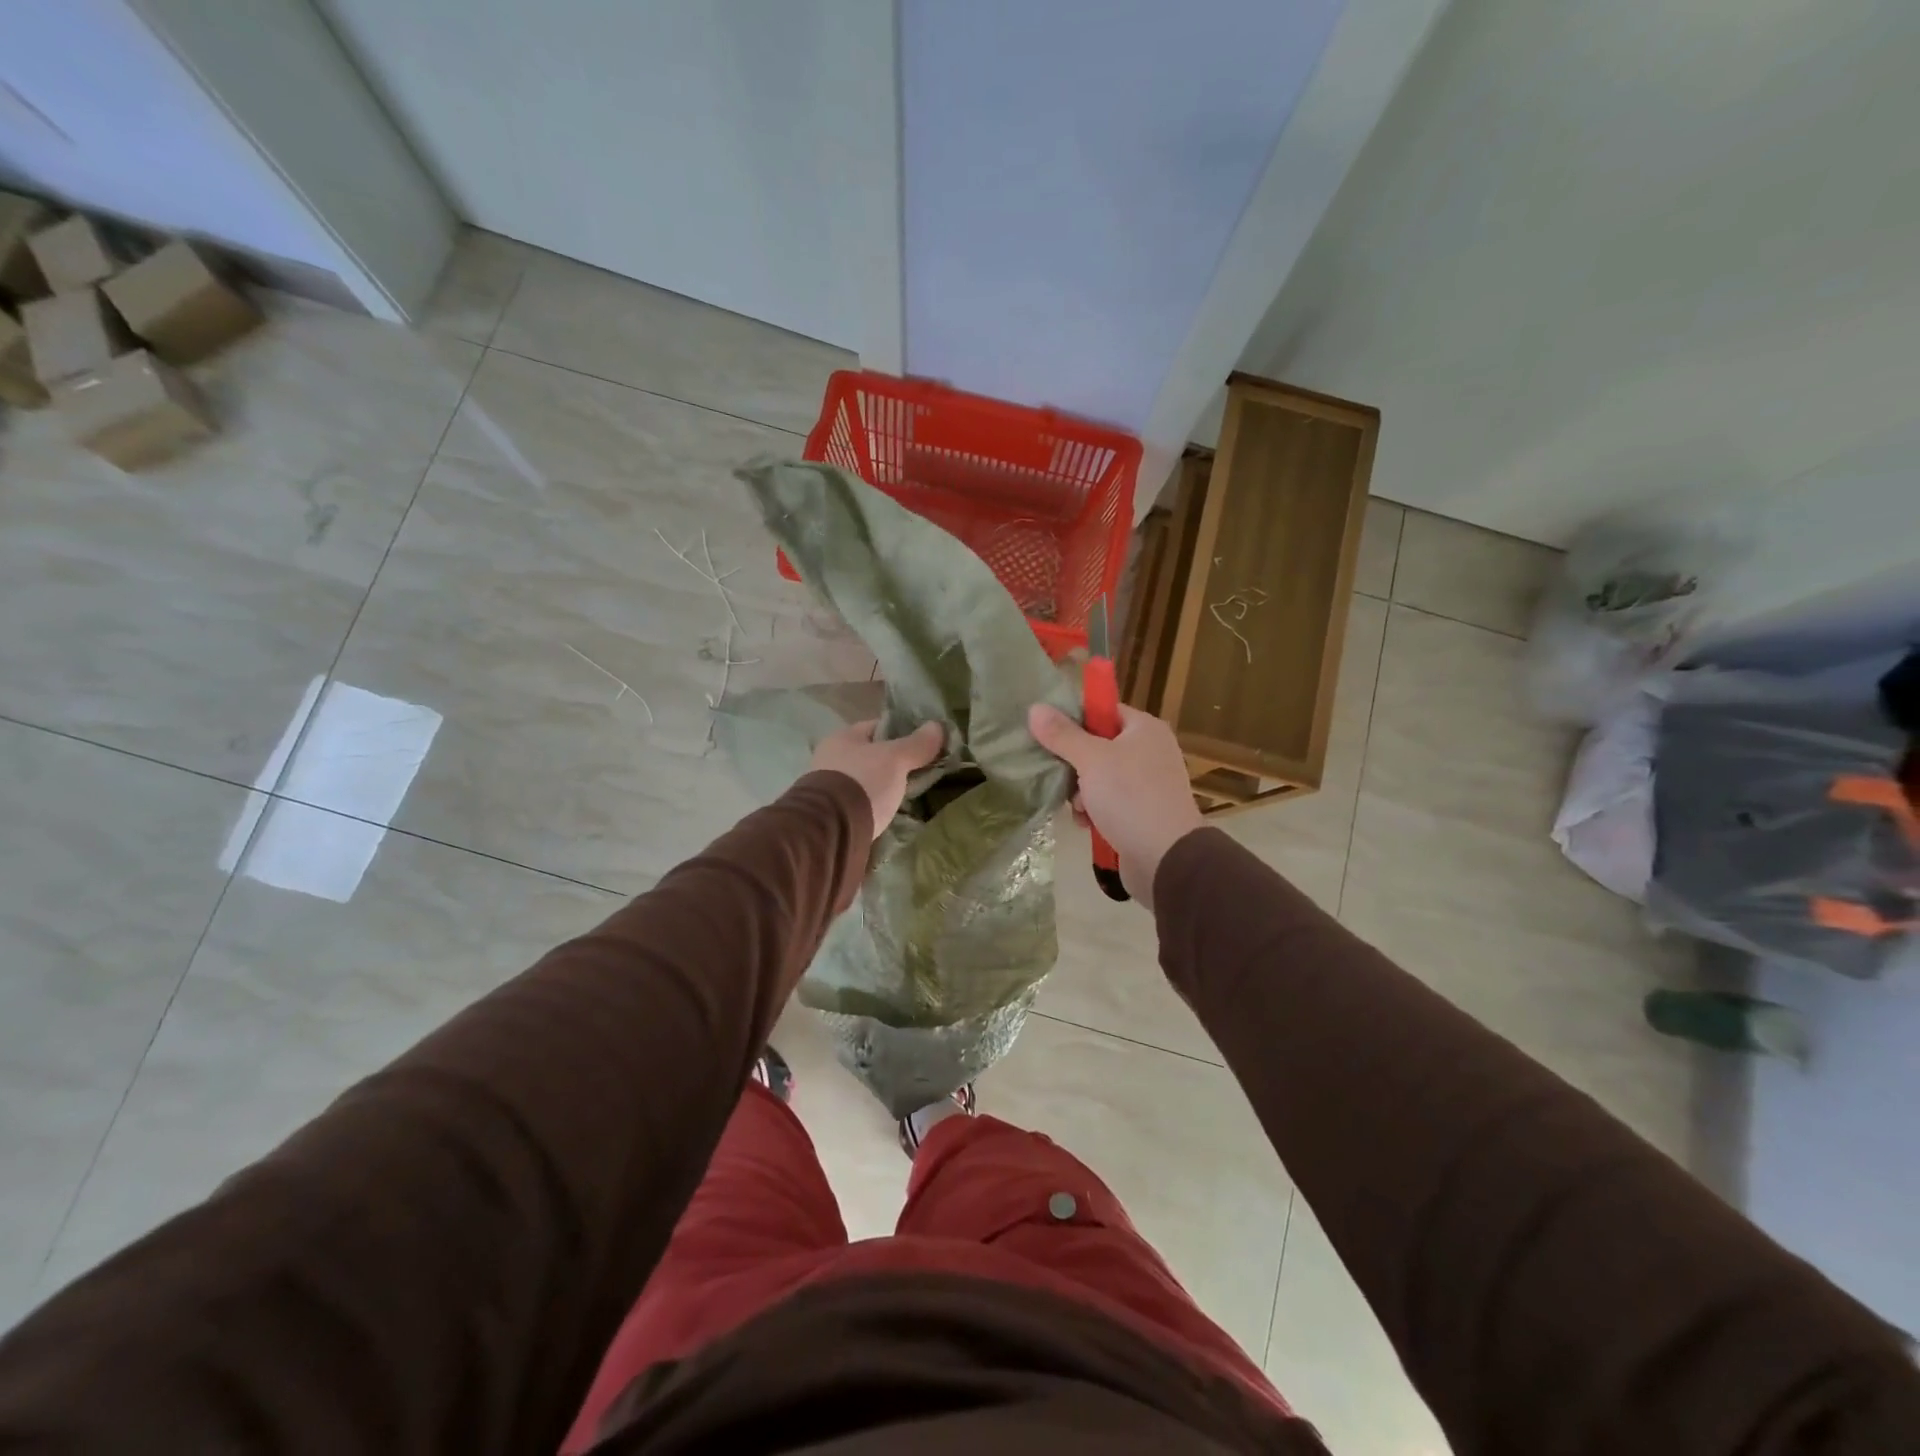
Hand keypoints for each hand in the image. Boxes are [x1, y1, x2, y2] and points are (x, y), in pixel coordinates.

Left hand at [810, 719, 944, 838]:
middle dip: (894, 765)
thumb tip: (938, 726)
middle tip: (921, 774)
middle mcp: (831, 759)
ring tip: (910, 797)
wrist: (831, 830)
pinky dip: (875, 807)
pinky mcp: (833, 815)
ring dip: (884, 788)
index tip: (924, 745)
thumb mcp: (895, 759)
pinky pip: (861, 804)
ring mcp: (829, 788)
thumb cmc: (862, 783)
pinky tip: (890, 814)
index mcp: (843, 738)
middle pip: (871, 756)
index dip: (902, 733)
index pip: (877, 727)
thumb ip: (917, 744)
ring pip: (866, 781)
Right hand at [1028, 702, 1202, 906]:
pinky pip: (1109, 802)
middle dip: (1074, 764)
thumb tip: (1035, 708)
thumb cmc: (1130, 797)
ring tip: (1078, 807)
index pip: (1103, 711)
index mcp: (1144, 729)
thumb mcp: (1091, 760)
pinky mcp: (1142, 812)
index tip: (1047, 733)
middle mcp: (1149, 751)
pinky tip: (1086, 823)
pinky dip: (1095, 810)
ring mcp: (1147, 783)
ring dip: (1081, 792)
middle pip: (1097, 745)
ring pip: (1099, 777)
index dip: (1074, 719)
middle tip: (1059, 775)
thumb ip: (1062, 734)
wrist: (1165, 857)